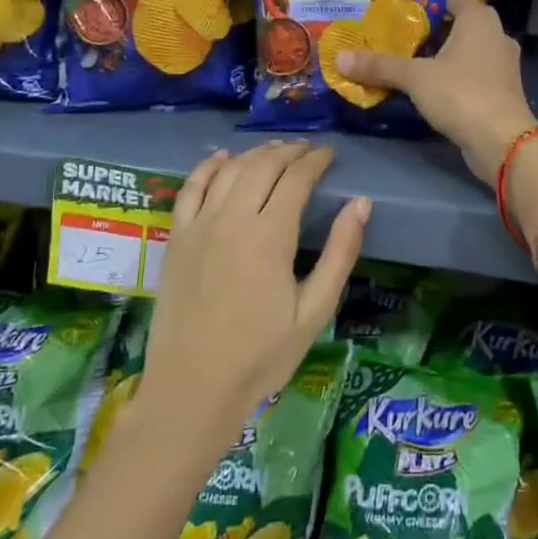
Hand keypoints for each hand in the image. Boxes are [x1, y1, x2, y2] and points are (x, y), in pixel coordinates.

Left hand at [137, 142, 367, 449]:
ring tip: (276, 150)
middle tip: (308, 150)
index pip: (296, 178)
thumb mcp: (314, 312)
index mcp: (270, 236)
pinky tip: (222, 157)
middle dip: (289, 151)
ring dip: (256, 153)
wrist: (192, 388)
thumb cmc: (261, 356)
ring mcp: (199, 226)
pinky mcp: (176, 238)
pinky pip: (191, 188)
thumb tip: (361, 204)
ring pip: (230, 170)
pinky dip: (208, 166)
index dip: (315, 161)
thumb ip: (340, 253)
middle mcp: (232, 219)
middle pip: (263, 166)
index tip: (330, 154)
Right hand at [335, 0, 537, 182]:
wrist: (503, 142)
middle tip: (391, 31)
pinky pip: (469, 72)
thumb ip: (380, 65)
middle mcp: (495, 34)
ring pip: (463, 49)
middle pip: (455, 22)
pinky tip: (425, 84)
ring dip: (437, 53)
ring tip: (403, 57)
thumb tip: (340, 58)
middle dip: (425, 27)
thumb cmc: (461, 94)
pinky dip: (449, 74)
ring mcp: (501, 63)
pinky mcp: (500, 90)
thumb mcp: (415, 77)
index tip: (394, 3)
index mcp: (479, 18)